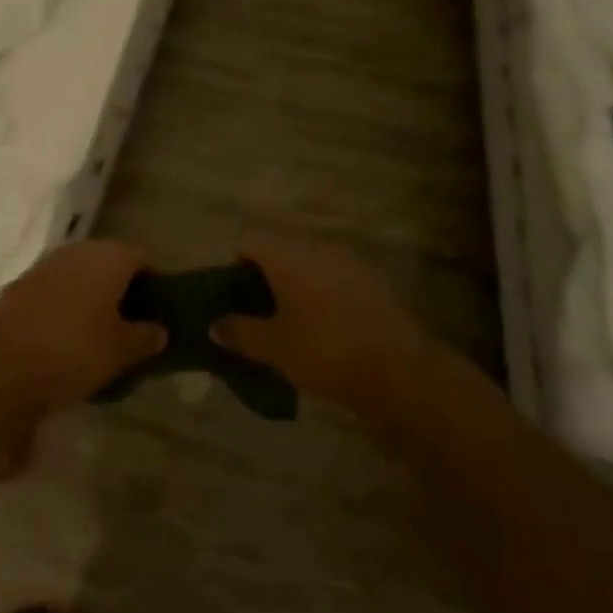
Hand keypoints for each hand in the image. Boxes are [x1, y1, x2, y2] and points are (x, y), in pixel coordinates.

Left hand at [0, 240, 165, 414]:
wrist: (1, 364)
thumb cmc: (75, 351)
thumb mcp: (121, 351)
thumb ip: (146, 337)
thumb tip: (160, 330)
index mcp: (109, 256)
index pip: (143, 258)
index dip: (155, 282)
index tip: (160, 309)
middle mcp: (79, 250)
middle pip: (111, 262)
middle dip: (123, 287)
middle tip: (133, 321)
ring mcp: (48, 264)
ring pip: (82, 274)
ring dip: (94, 295)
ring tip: (102, 331)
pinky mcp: (23, 283)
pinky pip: (58, 287)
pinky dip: (69, 303)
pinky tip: (70, 334)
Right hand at [214, 233, 428, 410]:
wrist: (397, 370)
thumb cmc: (324, 352)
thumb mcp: (273, 348)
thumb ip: (239, 332)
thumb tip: (215, 324)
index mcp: (287, 256)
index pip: (250, 242)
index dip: (237, 266)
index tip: (236, 298)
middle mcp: (317, 248)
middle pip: (282, 251)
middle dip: (269, 277)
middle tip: (263, 314)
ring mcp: (348, 261)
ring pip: (311, 264)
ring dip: (299, 285)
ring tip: (297, 323)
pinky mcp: (373, 280)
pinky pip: (337, 278)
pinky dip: (327, 294)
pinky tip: (331, 328)